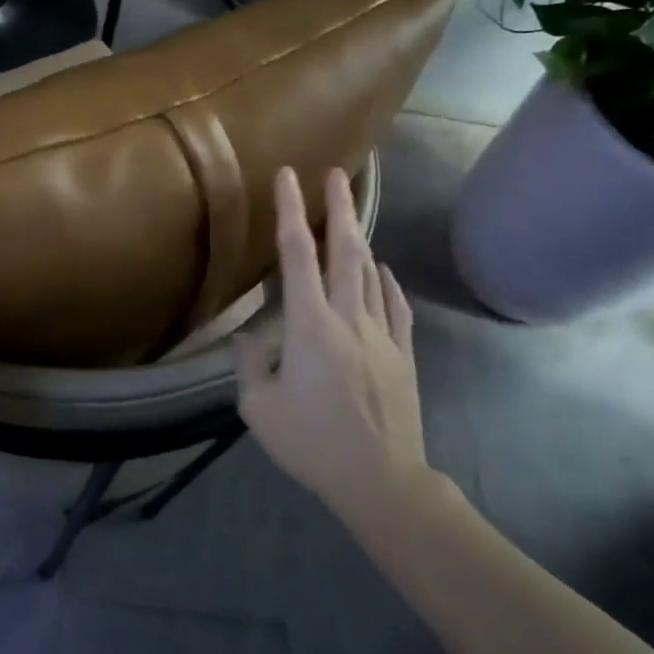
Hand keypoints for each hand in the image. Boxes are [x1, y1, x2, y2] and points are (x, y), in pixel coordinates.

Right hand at [235, 166, 430, 529]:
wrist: (381, 480)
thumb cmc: (312, 443)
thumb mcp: (258, 407)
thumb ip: (250, 363)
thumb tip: (251, 336)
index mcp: (310, 326)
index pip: (297, 256)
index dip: (289, 212)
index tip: (288, 176)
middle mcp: (349, 318)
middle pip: (345, 251)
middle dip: (339, 208)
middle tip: (337, 174)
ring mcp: (381, 334)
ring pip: (371, 273)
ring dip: (359, 239)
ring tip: (350, 215)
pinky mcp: (403, 355)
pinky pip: (395, 306)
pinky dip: (387, 282)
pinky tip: (383, 271)